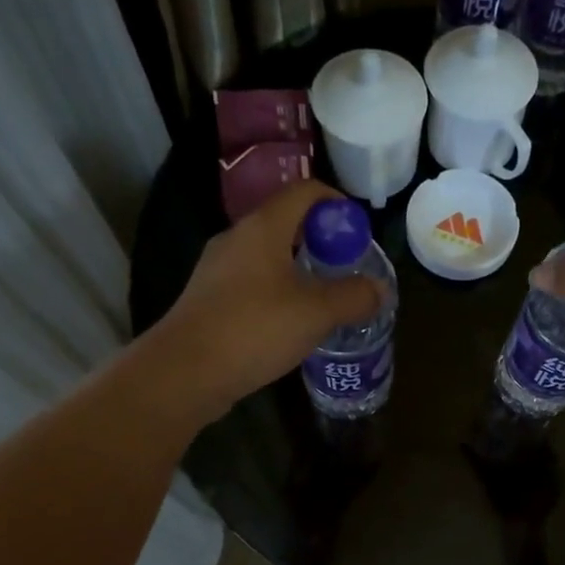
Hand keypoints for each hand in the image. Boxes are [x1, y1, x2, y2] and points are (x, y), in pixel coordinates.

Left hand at [136, 180, 381, 422]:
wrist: (184, 372)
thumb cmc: (254, 329)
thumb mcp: (316, 313)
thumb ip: (354, 297)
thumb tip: (380, 290)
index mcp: (263, 228)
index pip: (305, 192)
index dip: (337, 204)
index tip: (359, 233)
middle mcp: (237, 239)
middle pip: (287, 223)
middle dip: (322, 242)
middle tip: (348, 269)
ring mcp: (218, 269)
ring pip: (269, 256)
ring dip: (300, 270)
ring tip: (325, 299)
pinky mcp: (209, 299)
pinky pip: (252, 282)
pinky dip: (278, 292)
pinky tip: (291, 323)